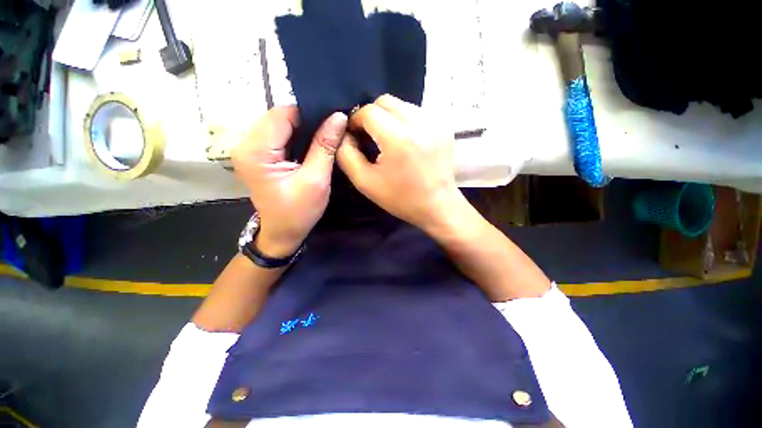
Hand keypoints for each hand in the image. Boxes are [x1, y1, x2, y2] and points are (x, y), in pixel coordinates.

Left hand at [232, 107, 346, 256]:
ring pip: (280, 124)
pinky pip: (279, 135)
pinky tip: (311, 144)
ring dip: (303, 128)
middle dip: (307, 121)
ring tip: (324, 137)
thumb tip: (339, 117)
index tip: (334, 120)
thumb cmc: (299, 212)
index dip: (310, 114)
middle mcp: (245, 144)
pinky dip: (297, 136)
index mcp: (255, 151)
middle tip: (332, 130)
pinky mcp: (257, 154)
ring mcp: (249, 149)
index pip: (283, 114)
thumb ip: (325, 146)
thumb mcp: (316, 180)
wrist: (283, 233)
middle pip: (279, 117)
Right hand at [337, 94, 468, 232]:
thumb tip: (345, 134)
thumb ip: (347, 155)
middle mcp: (419, 124)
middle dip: (372, 115)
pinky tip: (406, 140)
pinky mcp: (444, 126)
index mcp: (398, 139)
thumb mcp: (365, 182)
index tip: (355, 135)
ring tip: (388, 138)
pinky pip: (417, 112)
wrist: (437, 206)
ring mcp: (435, 123)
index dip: (356, 120)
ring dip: (389, 117)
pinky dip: (405, 121)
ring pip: (402, 104)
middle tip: (370, 136)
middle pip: (386, 101)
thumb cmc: (401, 198)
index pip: (369, 112)